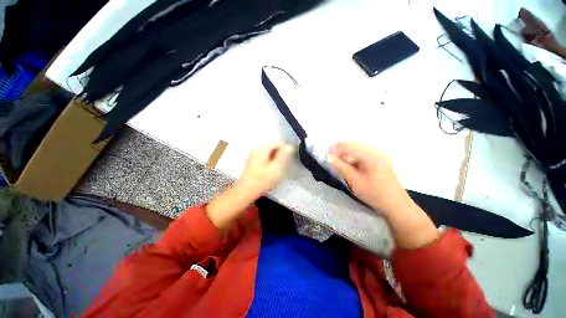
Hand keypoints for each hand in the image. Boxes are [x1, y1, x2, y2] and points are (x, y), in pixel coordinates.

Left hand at [207, 143, 292, 229]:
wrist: (245, 191)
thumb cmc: (261, 180)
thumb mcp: (275, 168)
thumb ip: (283, 156)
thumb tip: (289, 147)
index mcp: (261, 150)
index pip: (276, 143)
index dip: (284, 148)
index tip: (289, 157)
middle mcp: (256, 150)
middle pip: (271, 147)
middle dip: (279, 153)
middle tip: (285, 163)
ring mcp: (253, 156)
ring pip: (268, 152)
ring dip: (275, 157)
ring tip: (279, 167)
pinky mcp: (252, 162)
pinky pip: (264, 157)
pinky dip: (270, 160)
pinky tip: (271, 169)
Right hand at [328, 142, 407, 214]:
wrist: (395, 205)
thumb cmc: (374, 194)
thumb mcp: (354, 181)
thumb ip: (341, 167)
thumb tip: (328, 157)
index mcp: (371, 156)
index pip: (350, 147)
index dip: (336, 149)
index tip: (326, 153)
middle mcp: (376, 152)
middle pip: (354, 145)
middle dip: (340, 149)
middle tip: (330, 155)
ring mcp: (379, 156)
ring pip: (358, 149)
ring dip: (346, 152)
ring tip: (337, 159)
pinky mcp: (380, 161)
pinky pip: (363, 155)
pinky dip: (353, 157)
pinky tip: (348, 163)